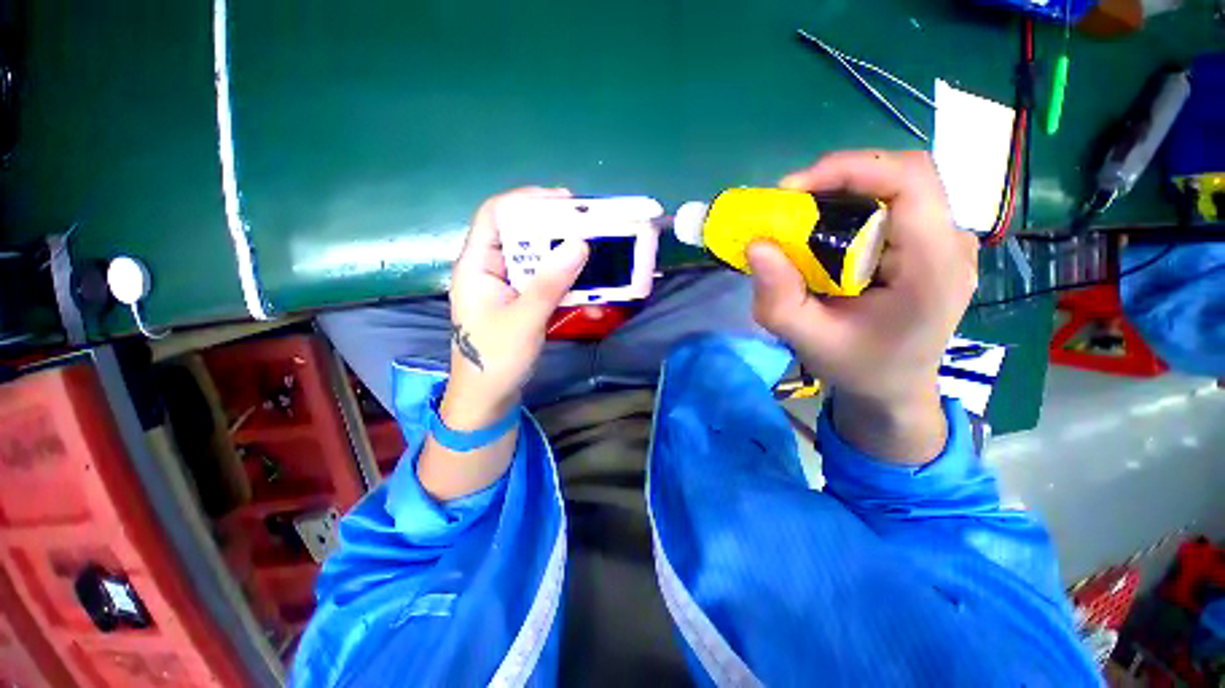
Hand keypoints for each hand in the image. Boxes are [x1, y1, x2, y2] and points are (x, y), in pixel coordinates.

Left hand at [442, 187, 589, 428]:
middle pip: (520, 234)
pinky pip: (543, 282)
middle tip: (588, 227)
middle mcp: (489, 269)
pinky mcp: (520, 302)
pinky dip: (564, 283)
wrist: (488, 399)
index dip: (527, 200)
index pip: (495, 215)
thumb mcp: (524, 320)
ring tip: (594, 257)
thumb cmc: (496, 360)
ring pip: (536, 259)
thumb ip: (550, 282)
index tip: (565, 201)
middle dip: (554, 229)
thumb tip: (579, 244)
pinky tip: (586, 291)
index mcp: (476, 265)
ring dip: (564, 258)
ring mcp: (506, 287)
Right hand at [748, 151, 977, 461]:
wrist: (896, 387)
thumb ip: (778, 299)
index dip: (850, 169)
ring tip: (802, 219)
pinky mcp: (933, 243)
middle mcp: (951, 244)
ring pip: (898, 186)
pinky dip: (854, 207)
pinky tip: (827, 233)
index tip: (792, 189)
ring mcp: (947, 241)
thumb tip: (756, 245)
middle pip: (903, 176)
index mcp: (933, 268)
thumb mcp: (808, 340)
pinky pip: (895, 204)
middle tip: (790, 205)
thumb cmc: (858, 367)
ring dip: (844, 193)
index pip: (910, 182)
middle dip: (839, 179)